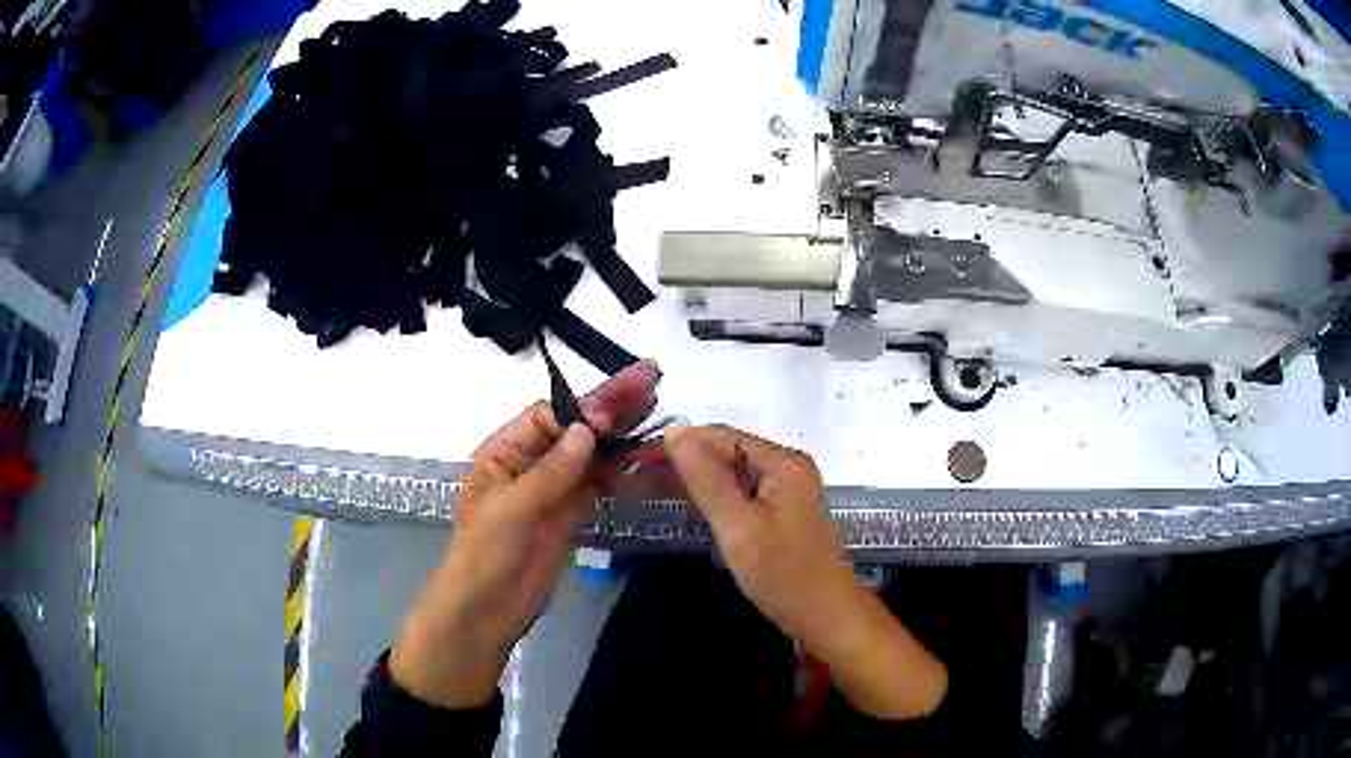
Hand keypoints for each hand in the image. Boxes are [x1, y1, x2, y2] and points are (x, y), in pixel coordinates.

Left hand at [389, 360, 659, 707]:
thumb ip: (552, 470)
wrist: (487, 610)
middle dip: (608, 409)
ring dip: (620, 437)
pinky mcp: (569, 515)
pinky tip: (643, 458)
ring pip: (590, 457)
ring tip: (655, 412)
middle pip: (573, 431)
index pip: (545, 418)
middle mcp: (529, 465)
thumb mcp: (511, 507)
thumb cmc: (484, 553)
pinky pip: (597, 486)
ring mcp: (552, 491)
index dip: (580, 412)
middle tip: (649, 383)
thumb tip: (588, 428)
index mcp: (503, 453)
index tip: (613, 415)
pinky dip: (619, 472)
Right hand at [664, 426, 947, 719]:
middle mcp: (790, 468)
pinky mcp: (787, 514)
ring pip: (738, 474)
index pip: (724, 436)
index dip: (684, 440)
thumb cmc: (783, 574)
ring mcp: (791, 492)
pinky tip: (699, 509)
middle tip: (646, 473)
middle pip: (732, 452)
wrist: (827, 617)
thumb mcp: (738, 526)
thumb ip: (706, 480)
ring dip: (704, 479)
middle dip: (692, 460)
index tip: (643, 452)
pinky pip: (747, 494)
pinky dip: (721, 498)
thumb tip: (675, 435)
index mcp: (784, 463)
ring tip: (661, 488)